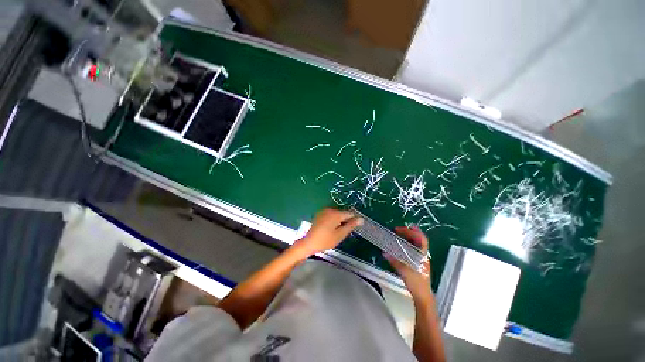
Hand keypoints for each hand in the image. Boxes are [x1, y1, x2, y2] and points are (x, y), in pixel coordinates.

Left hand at [295, 209, 362, 255]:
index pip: (350, 213)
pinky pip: (330, 215)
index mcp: (336, 214)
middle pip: (343, 213)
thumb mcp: (340, 234)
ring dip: (339, 221)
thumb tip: (361, 219)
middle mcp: (330, 210)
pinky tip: (330, 229)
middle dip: (346, 221)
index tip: (355, 228)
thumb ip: (351, 226)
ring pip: (337, 214)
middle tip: (343, 232)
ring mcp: (324, 211)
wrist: (308, 243)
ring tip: (337, 232)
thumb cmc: (325, 240)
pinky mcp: (319, 214)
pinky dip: (333, 221)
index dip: (354, 220)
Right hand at [385, 226, 431, 299]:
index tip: (399, 229)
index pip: (421, 239)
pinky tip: (401, 245)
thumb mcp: (404, 271)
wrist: (422, 295)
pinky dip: (408, 243)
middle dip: (410, 231)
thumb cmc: (416, 283)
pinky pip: (414, 249)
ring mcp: (421, 258)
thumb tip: (384, 253)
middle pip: (420, 239)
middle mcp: (423, 255)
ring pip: (417, 243)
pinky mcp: (418, 262)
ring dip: (409, 237)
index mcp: (422, 255)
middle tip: (399, 229)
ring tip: (400, 233)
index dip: (411, 232)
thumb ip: (394, 261)